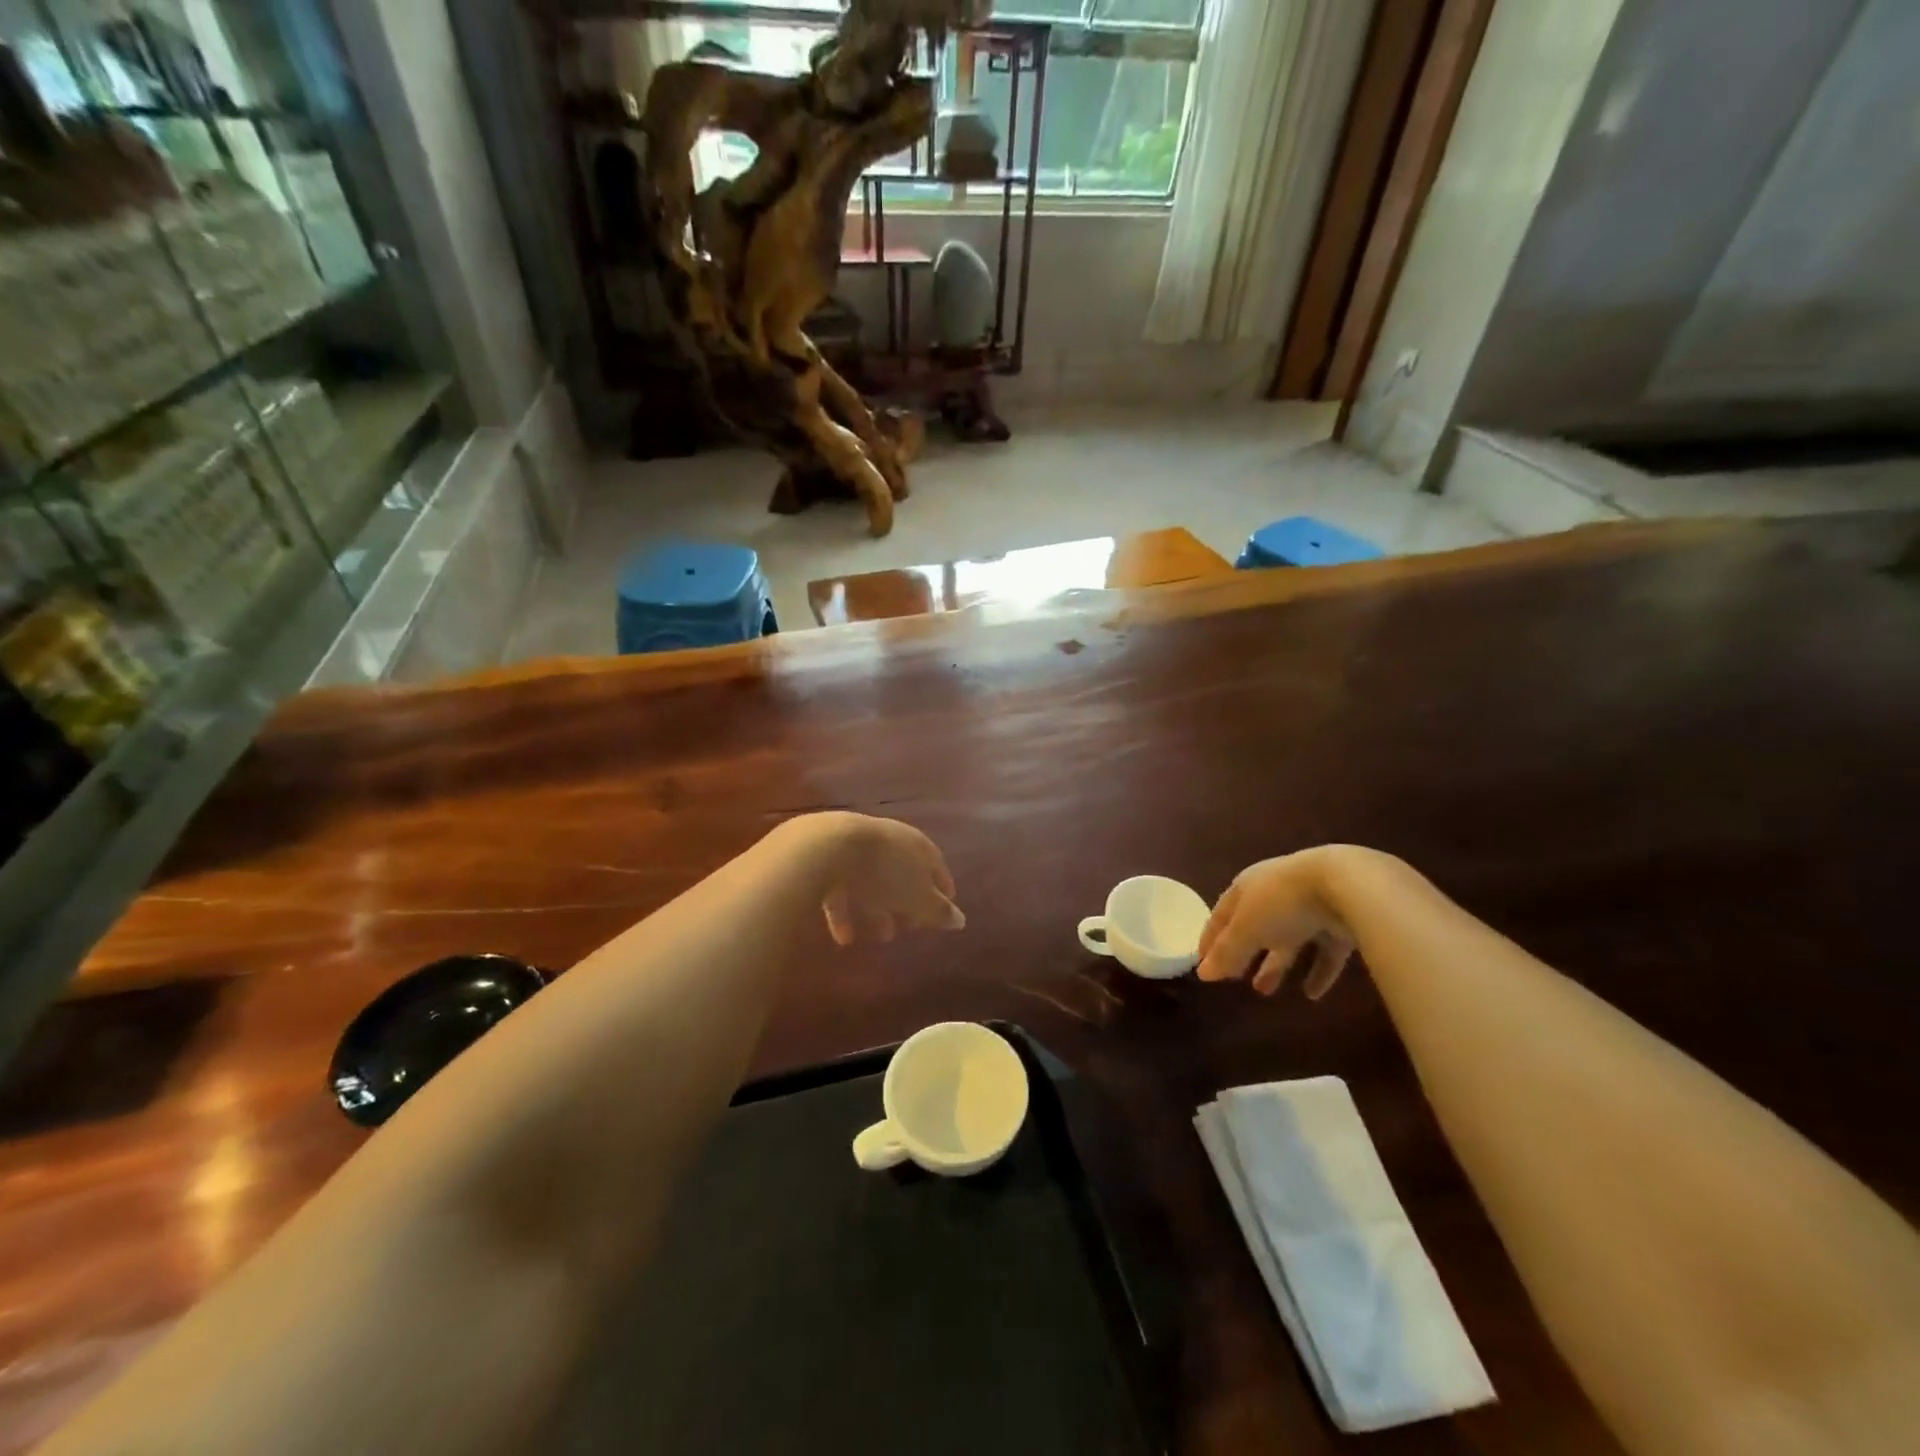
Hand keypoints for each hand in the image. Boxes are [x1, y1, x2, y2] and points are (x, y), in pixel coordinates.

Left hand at [795, 813, 964, 944]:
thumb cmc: (884, 872)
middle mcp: (888, 839)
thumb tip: (961, 921)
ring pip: (872, 880)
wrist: (827, 848)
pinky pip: (842, 887)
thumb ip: (938, 911)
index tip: (945, 907)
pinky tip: (845, 938)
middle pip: (903, 871)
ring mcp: (856, 845)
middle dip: (907, 899)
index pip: (935, 864)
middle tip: (910, 925)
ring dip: (878, 908)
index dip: (942, 887)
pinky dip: (847, 911)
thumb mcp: (918, 897)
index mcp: (916, 843)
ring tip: (881, 937)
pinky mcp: (827, 858)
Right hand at [1197, 847, 1355, 996]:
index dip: (1211, 938)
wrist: (1347, 886)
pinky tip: (1311, 994)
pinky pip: (1324, 951)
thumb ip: (1227, 953)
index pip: (1222, 914)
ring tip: (1265, 992)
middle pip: (1255, 927)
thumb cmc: (1283, 902)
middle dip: (1244, 953)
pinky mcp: (1340, 922)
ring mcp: (1310, 906)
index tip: (1203, 962)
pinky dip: (1316, 971)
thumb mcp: (1247, 928)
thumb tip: (1202, 974)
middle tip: (1235, 979)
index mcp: (1248, 887)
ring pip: (1288, 940)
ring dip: (1276, 965)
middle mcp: (1276, 893)